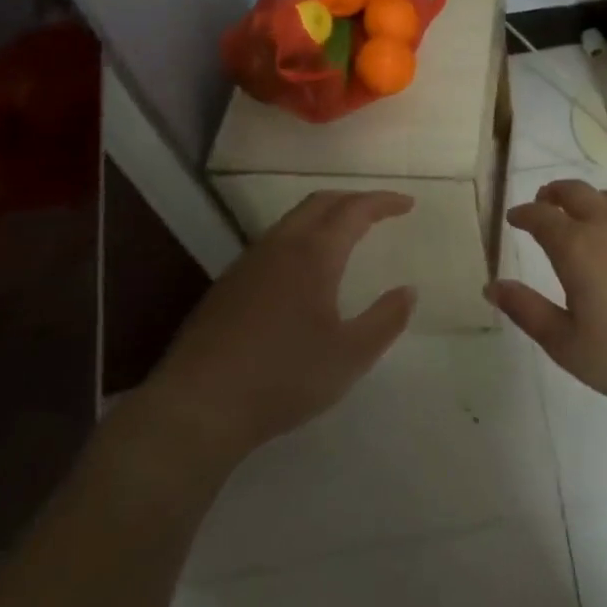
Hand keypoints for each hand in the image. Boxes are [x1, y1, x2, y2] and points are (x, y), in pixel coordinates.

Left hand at [146, 190, 416, 459]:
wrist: (198, 406)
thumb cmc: (284, 377)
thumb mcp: (350, 356)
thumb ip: (385, 320)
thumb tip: (408, 291)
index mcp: (313, 255)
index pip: (354, 210)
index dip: (383, 202)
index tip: (407, 204)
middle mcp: (279, 246)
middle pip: (319, 203)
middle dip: (353, 200)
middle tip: (379, 212)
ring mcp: (248, 263)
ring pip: (292, 221)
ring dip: (324, 217)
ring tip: (345, 236)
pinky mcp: (227, 285)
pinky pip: (273, 243)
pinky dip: (300, 238)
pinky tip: (303, 272)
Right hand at [488, 179, 606, 414]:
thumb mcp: (567, 345)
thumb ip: (527, 311)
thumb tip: (492, 285)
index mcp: (578, 248)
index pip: (541, 217)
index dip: (524, 213)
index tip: (514, 217)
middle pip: (577, 193)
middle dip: (554, 193)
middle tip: (544, 199)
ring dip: (592, 200)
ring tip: (586, 212)